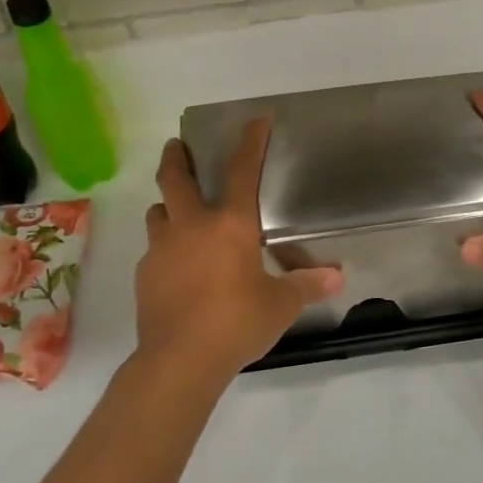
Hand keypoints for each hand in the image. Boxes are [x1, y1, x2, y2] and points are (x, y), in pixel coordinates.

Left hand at [135, 119, 342, 379]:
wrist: (180, 361)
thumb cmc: (237, 323)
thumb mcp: (280, 305)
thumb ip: (306, 285)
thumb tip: (338, 277)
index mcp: (230, 225)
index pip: (241, 171)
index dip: (250, 143)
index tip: (255, 121)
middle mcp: (191, 227)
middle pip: (174, 178)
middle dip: (175, 157)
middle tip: (176, 146)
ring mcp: (161, 249)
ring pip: (157, 211)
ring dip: (167, 204)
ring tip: (177, 211)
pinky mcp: (144, 274)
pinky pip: (153, 249)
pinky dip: (164, 247)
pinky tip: (176, 266)